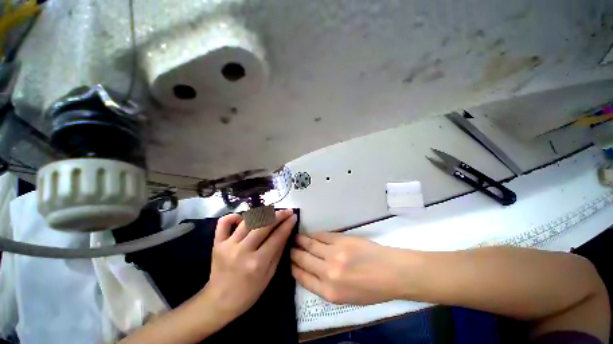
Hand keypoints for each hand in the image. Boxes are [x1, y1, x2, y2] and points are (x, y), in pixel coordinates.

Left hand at [202, 209, 295, 321]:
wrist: (219, 302)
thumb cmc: (248, 293)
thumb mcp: (269, 275)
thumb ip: (278, 251)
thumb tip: (286, 231)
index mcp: (257, 263)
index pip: (277, 237)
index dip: (287, 224)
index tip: (294, 216)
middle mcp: (243, 251)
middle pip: (264, 225)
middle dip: (279, 215)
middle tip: (287, 211)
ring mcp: (228, 245)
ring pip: (248, 221)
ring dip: (262, 213)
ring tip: (271, 212)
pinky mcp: (217, 243)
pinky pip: (224, 223)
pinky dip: (234, 216)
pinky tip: (243, 218)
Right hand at [291, 232, 407, 304]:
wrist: (391, 273)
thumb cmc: (371, 289)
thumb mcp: (346, 298)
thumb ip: (325, 286)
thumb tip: (311, 271)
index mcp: (329, 292)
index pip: (303, 278)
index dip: (294, 268)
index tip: (289, 261)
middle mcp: (328, 273)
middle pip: (304, 259)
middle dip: (294, 252)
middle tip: (288, 247)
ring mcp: (334, 254)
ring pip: (310, 244)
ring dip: (301, 240)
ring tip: (295, 237)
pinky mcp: (341, 240)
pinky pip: (322, 236)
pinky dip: (314, 234)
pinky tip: (310, 234)